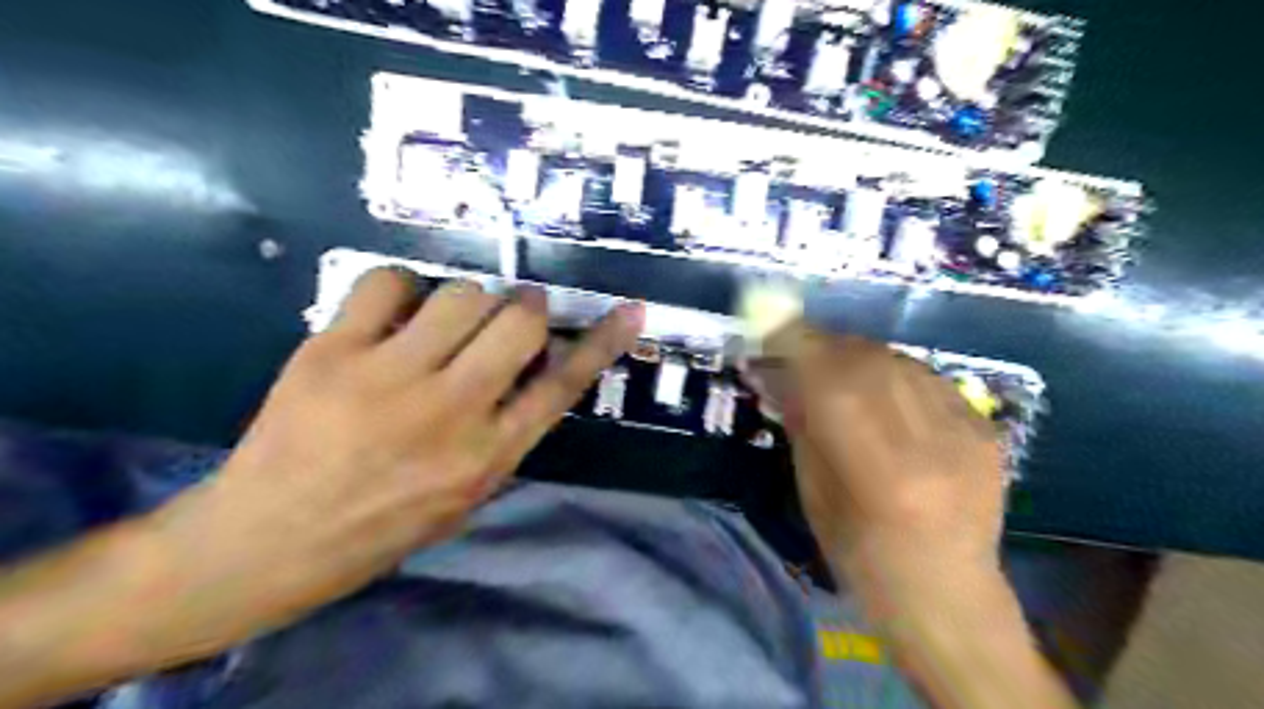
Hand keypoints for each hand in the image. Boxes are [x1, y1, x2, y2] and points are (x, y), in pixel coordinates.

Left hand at [142, 269, 645, 649]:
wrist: (270, 540)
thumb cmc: (384, 524)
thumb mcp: (468, 493)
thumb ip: (508, 431)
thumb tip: (534, 366)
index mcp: (488, 454)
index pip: (561, 385)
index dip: (601, 343)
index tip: (630, 311)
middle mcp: (450, 410)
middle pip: (519, 323)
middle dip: (525, 309)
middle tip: (511, 316)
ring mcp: (389, 377)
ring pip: (462, 295)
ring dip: (470, 301)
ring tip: (448, 322)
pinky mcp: (332, 351)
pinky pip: (388, 282)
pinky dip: (402, 288)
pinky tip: (395, 314)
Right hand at [781, 330, 1009, 592]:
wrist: (947, 591)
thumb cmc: (862, 556)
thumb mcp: (814, 494)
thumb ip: (801, 425)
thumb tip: (779, 371)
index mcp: (878, 471)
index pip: (831, 382)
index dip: (798, 344)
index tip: (770, 325)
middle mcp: (928, 441)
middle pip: (868, 359)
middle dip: (824, 344)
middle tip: (798, 347)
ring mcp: (966, 430)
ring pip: (899, 359)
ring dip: (858, 354)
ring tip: (835, 367)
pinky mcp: (986, 427)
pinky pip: (927, 375)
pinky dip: (893, 371)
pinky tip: (881, 388)